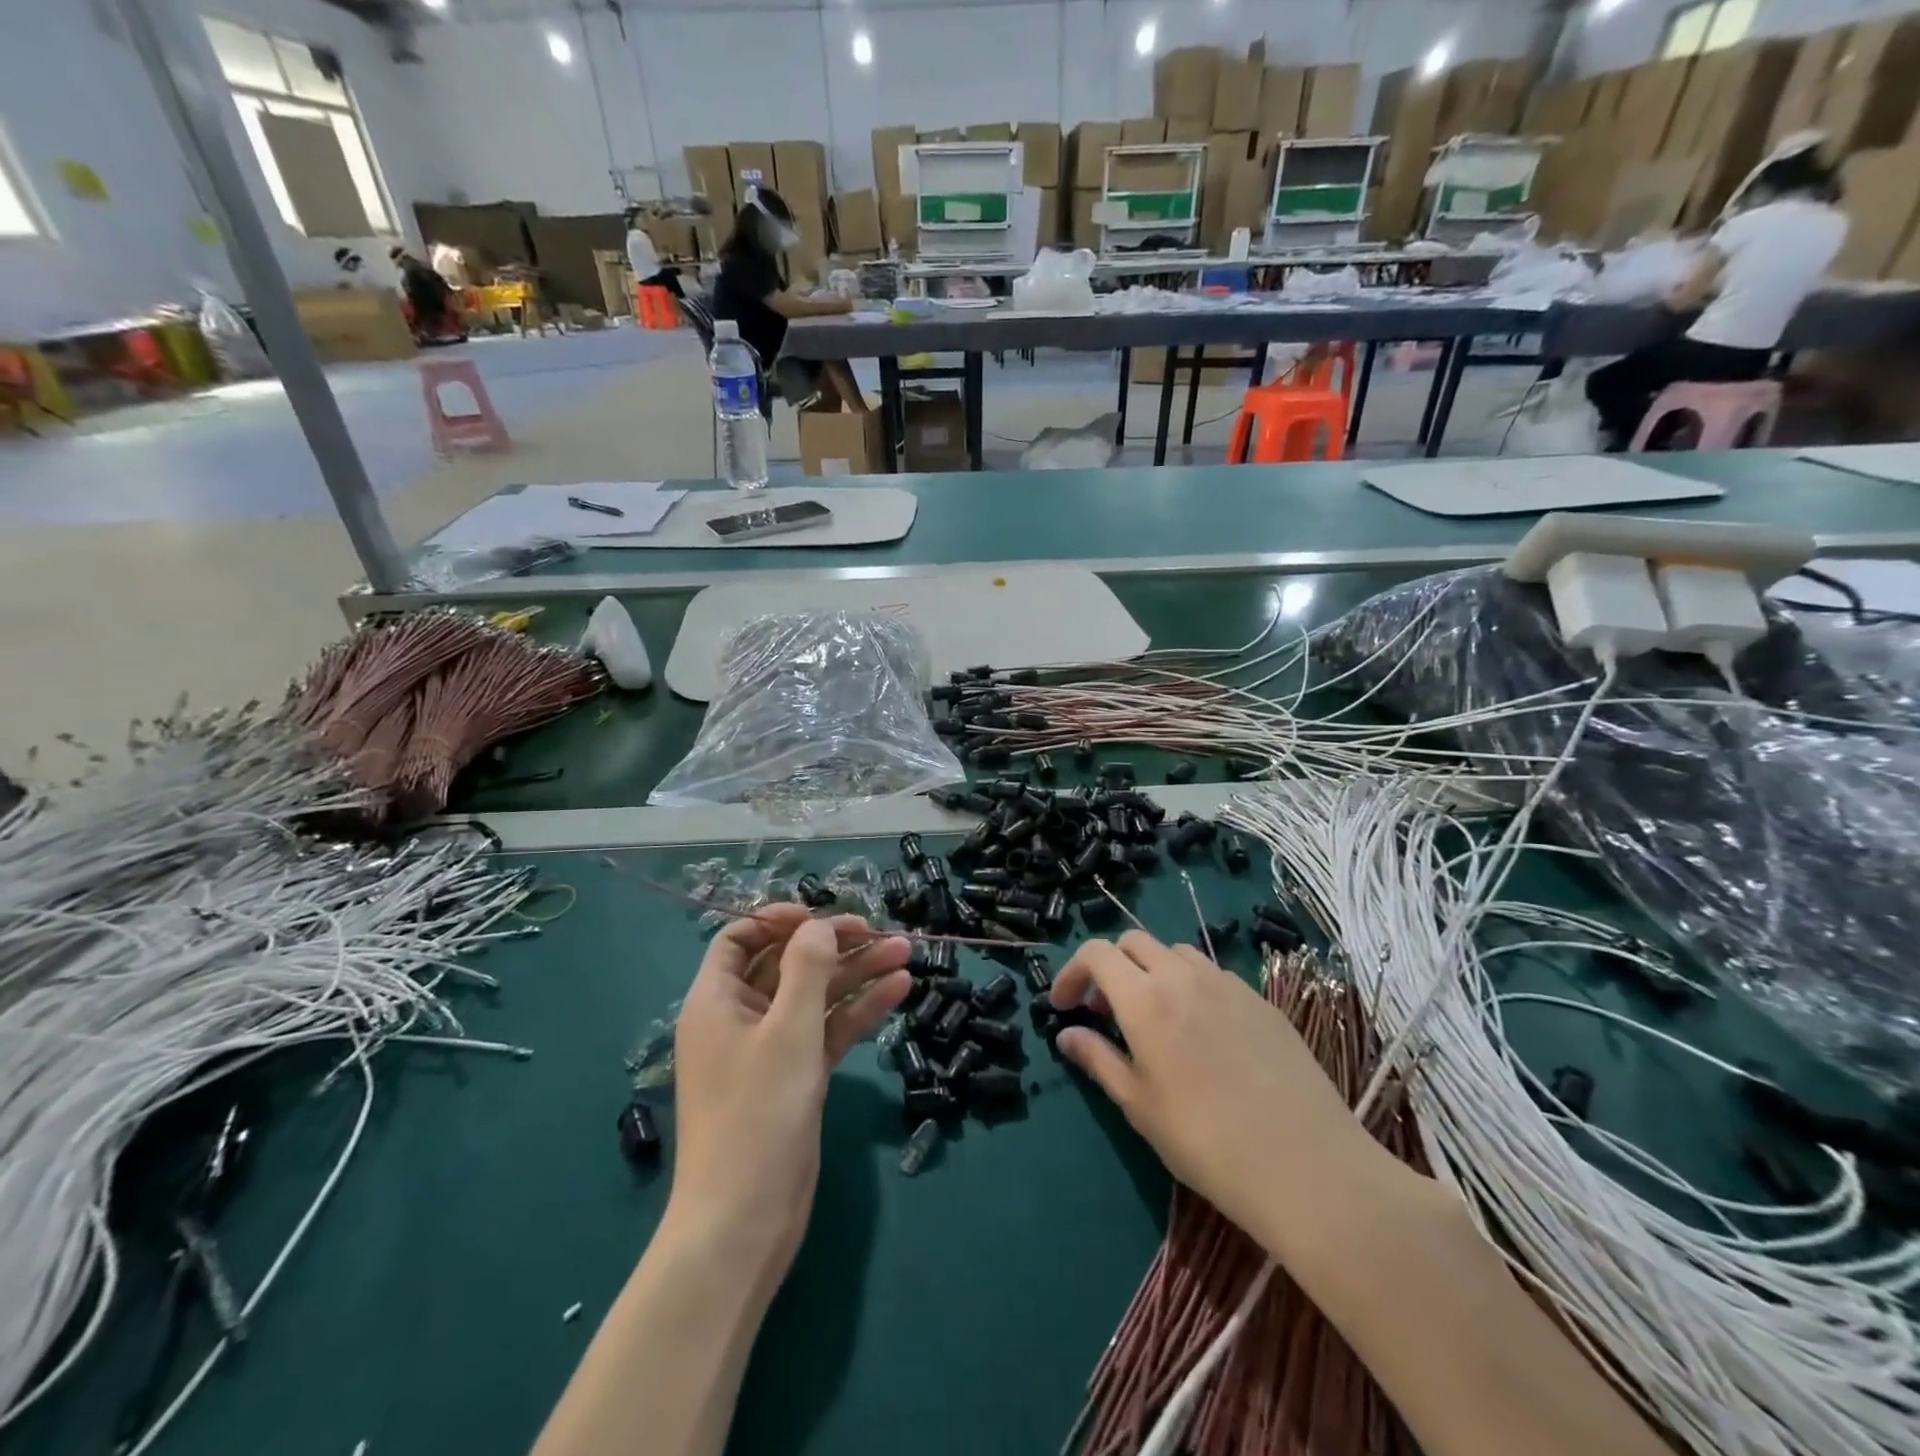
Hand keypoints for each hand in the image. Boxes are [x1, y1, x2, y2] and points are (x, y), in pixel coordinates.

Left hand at [669, 905, 910, 1274]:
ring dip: (856, 973)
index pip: (740, 939)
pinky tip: (898, 990)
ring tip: (905, 952)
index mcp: (717, 1001)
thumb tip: (818, 924)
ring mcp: (770, 1049)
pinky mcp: (796, 1077)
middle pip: (787, 963)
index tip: (821, 916)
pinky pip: (827, 1030)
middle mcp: (740, 1018)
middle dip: (833, 945)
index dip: (778, 919)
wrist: (745, 1222)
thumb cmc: (757, 1115)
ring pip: (815, 995)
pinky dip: (858, 1010)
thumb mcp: (786, 1032)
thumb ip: (806, 968)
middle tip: (881, 932)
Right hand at [1048, 931, 1384, 1243]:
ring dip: (1152, 971)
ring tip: (1155, 1018)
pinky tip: (1202, 1032)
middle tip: (1106, 1011)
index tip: (1065, 1006)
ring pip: (1176, 953)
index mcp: (1145, 999)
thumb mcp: (1139, 1105)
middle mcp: (1183, 976)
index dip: (1072, 972)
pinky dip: (1191, 985)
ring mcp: (1227, 984)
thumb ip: (1098, 1059)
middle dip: (1111, 966)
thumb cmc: (1206, 1141)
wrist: (1306, 1165)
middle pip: (1134, 942)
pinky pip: (1214, 974)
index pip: (1097, 953)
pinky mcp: (1261, 1001)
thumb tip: (1067, 1035)